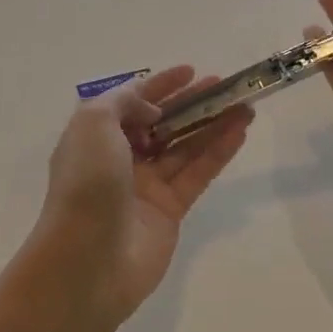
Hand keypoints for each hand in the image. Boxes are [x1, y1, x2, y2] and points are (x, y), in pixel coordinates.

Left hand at [24, 67, 251, 331]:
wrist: (88, 260)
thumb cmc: (87, 182)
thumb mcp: (94, 123)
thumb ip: (123, 101)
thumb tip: (152, 110)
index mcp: (95, 135)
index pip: (131, 101)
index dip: (160, 85)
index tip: (190, 71)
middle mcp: (119, 157)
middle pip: (162, 122)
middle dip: (191, 102)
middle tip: (223, 85)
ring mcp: (145, 186)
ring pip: (184, 146)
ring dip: (213, 124)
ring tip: (245, 105)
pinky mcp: (169, 211)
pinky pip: (197, 173)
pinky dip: (218, 152)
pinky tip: (240, 131)